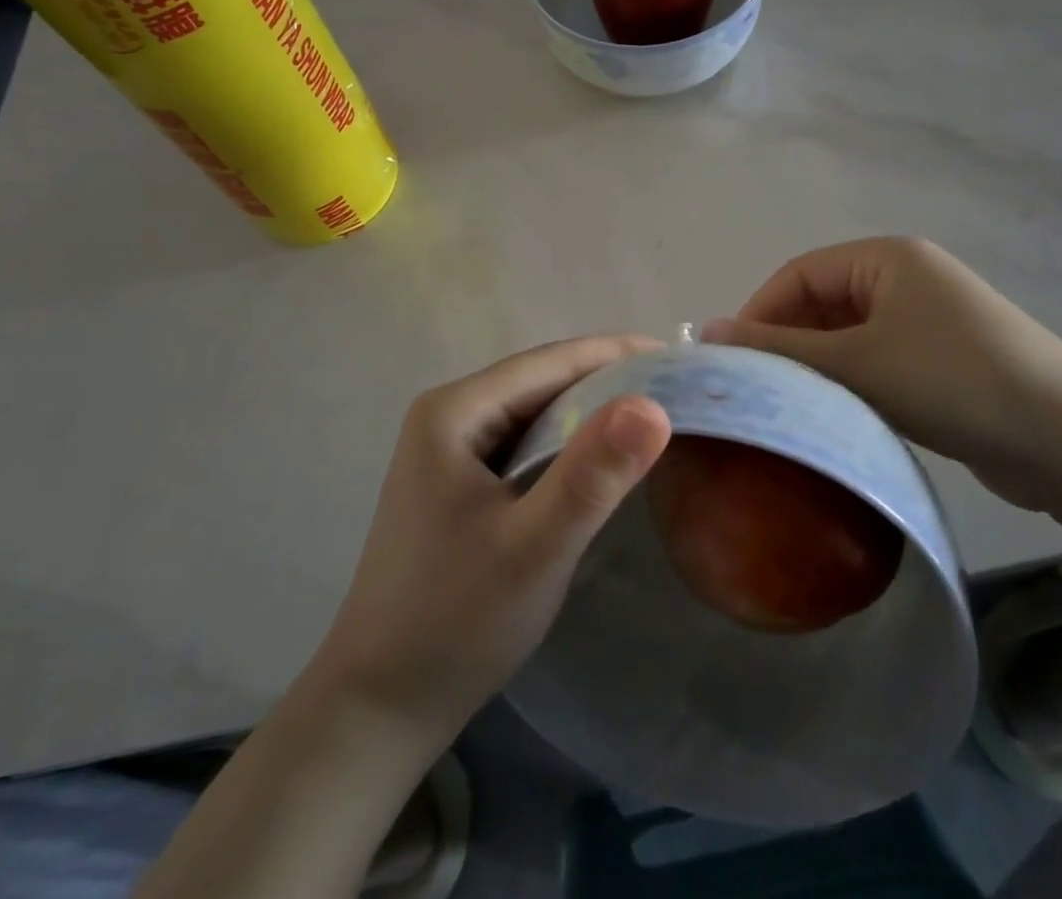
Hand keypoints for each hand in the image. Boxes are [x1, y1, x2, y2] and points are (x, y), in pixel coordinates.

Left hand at [311, 337, 671, 748]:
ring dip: (591, 413)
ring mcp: (448, 448)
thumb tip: (654, 405)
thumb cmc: (456, 621)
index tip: (680, 358)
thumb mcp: (536, 547)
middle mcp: (448, 414)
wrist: (380, 706)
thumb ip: (593, 474)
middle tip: (679, 391)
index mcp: (454, 410)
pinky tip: (601, 459)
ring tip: (653, 418)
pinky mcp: (457, 481)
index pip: (551, 362)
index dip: (618, 355)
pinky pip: (524, 443)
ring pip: (535, 413)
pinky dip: (568, 444)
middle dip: (610, 382)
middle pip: (542, 382)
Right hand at [705, 238, 1061, 510]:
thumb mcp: (857, 363)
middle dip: (788, 344)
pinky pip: (878, 361)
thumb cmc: (952, 381)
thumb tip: (708, 332)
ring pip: (849, 337)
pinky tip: (835, 417)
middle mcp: (907, 278)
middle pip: (823, 303)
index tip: (730, 363)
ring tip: (788, 408)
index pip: (799, 274)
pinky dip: (852, 384)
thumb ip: (781, 348)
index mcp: (886, 257)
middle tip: (756, 391)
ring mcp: (929, 320)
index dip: (759, 313)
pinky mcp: (944, 361)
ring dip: (818, 368)